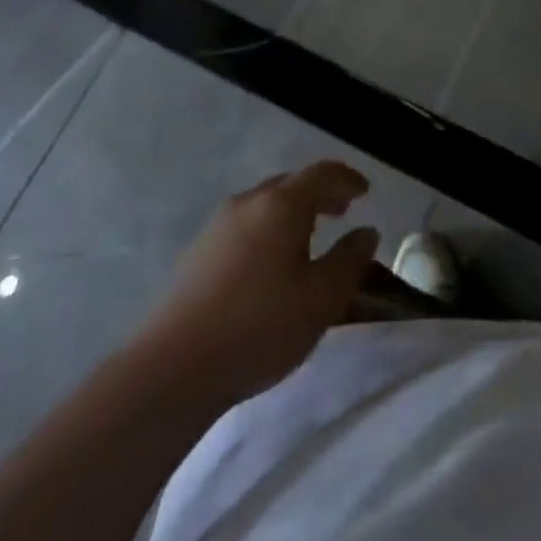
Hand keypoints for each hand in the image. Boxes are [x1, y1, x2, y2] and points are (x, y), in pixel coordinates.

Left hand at [142, 161, 380, 405]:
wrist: (173, 367)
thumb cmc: (259, 326)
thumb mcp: (321, 298)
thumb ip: (349, 260)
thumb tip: (367, 231)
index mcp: (282, 204)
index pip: (322, 173)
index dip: (347, 179)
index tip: (365, 191)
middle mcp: (249, 202)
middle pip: (291, 183)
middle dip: (320, 193)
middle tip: (342, 210)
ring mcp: (219, 224)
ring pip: (266, 204)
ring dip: (293, 211)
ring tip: (310, 237)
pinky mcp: (199, 250)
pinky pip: (246, 224)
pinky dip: (270, 228)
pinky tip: (271, 262)